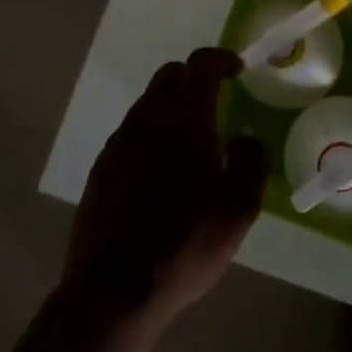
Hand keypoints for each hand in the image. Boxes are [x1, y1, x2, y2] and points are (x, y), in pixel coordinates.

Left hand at [63, 48, 267, 324]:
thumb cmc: (183, 246)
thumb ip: (251, 163)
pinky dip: (150, 133)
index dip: (221, 59)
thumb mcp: (238, 210)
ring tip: (189, 138)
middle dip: (194, 77)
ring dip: (170, 105)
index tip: (238, 70)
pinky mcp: (100, 169)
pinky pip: (130, 133)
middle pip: (169, 76)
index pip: (201, 64)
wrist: (112, 292)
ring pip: (147, 102)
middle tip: (215, 99)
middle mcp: (148, 119)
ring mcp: (119, 143)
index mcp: (186, 120)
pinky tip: (159, 169)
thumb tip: (245, 138)